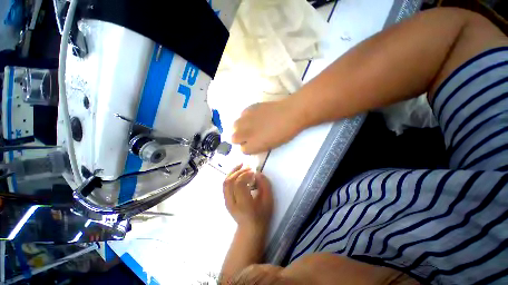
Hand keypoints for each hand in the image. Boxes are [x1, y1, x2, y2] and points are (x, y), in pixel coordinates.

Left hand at [223, 165, 273, 231]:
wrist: (250, 228)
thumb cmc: (261, 215)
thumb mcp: (268, 200)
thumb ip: (265, 185)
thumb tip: (257, 173)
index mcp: (244, 204)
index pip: (239, 185)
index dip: (245, 175)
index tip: (253, 172)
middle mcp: (232, 203)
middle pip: (230, 182)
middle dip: (239, 171)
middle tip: (249, 167)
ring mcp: (227, 201)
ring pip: (226, 182)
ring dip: (233, 171)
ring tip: (241, 165)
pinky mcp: (225, 199)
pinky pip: (225, 184)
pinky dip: (230, 175)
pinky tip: (237, 171)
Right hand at [232, 99, 304, 153]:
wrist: (290, 114)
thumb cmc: (284, 133)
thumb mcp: (270, 145)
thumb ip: (257, 146)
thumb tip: (250, 143)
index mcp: (252, 146)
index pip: (242, 150)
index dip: (248, 147)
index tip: (252, 145)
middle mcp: (245, 133)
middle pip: (233, 138)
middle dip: (239, 139)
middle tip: (247, 136)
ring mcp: (246, 120)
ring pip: (234, 126)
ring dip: (239, 128)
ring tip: (248, 126)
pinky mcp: (248, 109)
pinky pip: (241, 115)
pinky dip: (245, 118)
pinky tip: (254, 117)